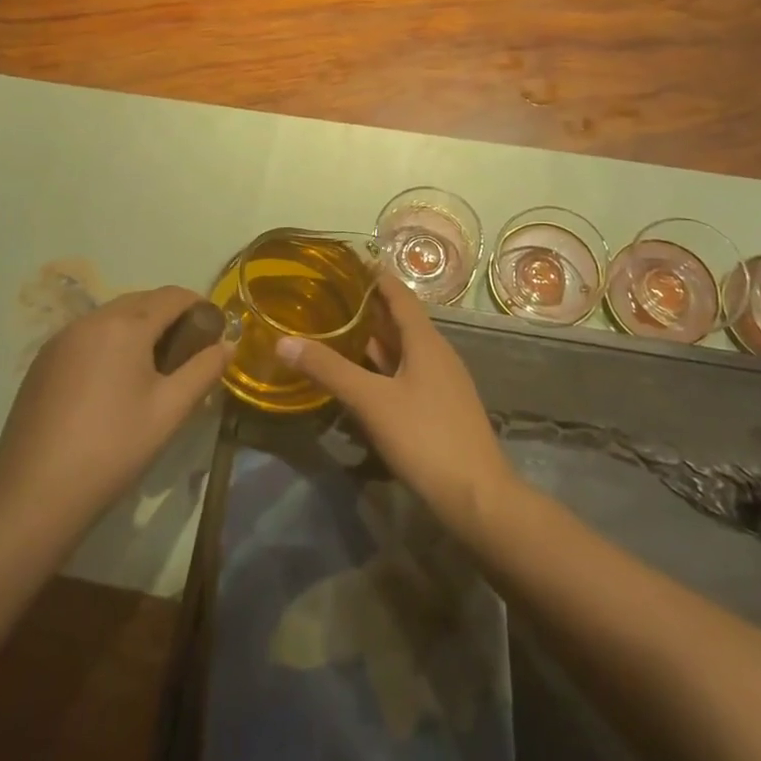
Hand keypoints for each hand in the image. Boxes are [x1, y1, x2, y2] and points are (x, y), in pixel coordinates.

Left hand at [0, 287, 230, 533]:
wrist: (34, 495)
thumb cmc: (113, 448)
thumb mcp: (170, 410)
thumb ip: (204, 370)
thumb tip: (228, 343)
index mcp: (125, 325)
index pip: (173, 296)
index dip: (200, 305)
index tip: (215, 331)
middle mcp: (90, 320)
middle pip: (142, 301)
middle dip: (170, 316)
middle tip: (188, 351)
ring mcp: (60, 340)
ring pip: (112, 317)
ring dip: (138, 328)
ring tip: (153, 367)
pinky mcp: (42, 362)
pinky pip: (87, 336)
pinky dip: (110, 343)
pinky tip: (113, 382)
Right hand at [276, 273, 514, 536]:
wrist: (477, 497)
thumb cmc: (425, 437)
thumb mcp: (371, 401)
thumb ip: (329, 370)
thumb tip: (283, 341)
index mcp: (425, 341)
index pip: (398, 295)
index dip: (375, 277)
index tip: (348, 262)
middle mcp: (437, 354)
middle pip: (399, 321)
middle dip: (367, 308)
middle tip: (329, 296)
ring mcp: (441, 383)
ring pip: (402, 350)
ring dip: (373, 339)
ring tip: (336, 330)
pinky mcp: (439, 409)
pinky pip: (405, 375)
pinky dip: (381, 368)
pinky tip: (359, 379)